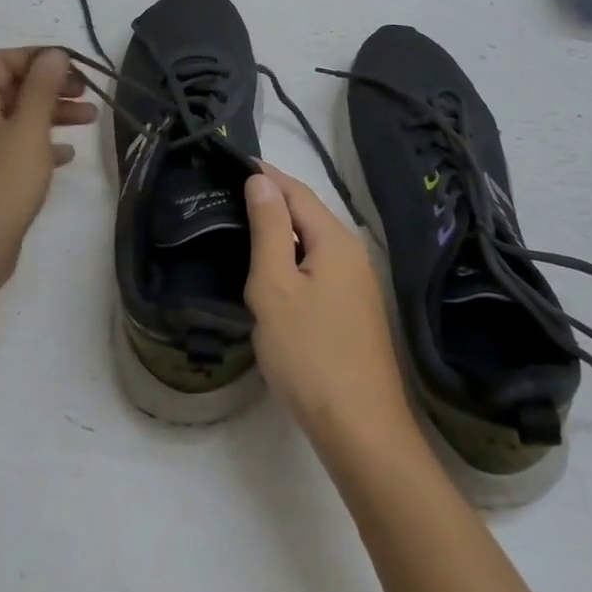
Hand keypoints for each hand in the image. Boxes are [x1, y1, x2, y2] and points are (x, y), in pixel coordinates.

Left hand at [0, 47, 96, 296]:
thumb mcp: (28, 130)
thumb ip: (42, 88)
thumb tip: (53, 55)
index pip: (2, 60)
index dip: (39, 57)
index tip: (75, 68)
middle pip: (10, 88)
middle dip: (51, 86)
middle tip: (87, 94)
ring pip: (15, 119)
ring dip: (51, 114)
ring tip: (90, 120)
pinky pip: (12, 149)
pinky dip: (40, 145)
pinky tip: (66, 155)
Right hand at [244, 164, 415, 459]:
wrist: (361, 429)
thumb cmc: (310, 354)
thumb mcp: (276, 287)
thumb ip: (269, 229)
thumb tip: (262, 182)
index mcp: (334, 239)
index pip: (296, 191)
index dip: (265, 175)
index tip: (233, 162)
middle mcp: (351, 252)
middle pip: (308, 212)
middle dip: (272, 199)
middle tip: (231, 193)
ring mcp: (356, 282)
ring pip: (312, 241)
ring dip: (281, 229)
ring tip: (244, 225)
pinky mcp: (353, 308)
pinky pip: (318, 265)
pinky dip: (292, 256)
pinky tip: (272, 271)